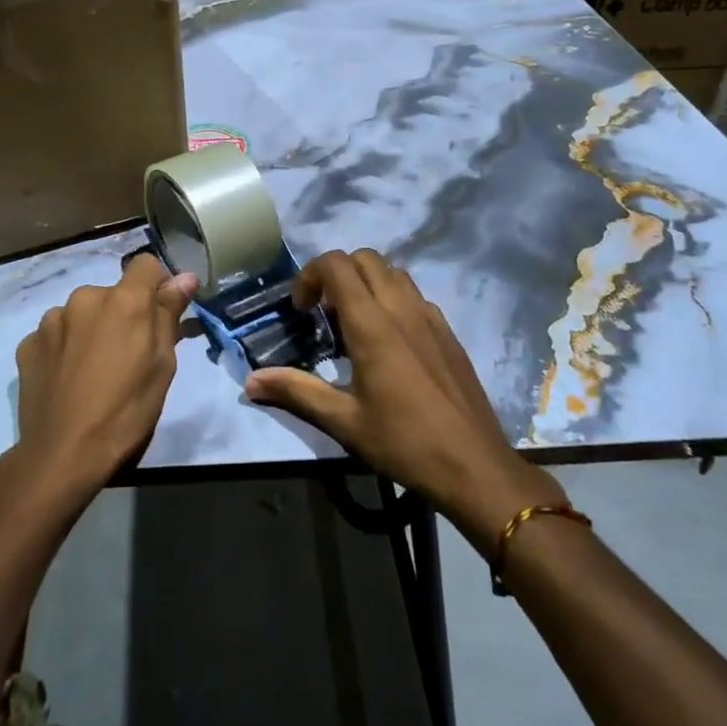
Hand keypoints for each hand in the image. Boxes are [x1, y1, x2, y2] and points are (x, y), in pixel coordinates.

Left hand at [13, 253, 199, 498]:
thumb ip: (169, 313)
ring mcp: (52, 320)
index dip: (156, 285)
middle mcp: (85, 297)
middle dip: (121, 315)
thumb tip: (185, 276)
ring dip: (90, 330)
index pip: (145, 265)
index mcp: (124, 300)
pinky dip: (64, 349)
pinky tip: (67, 380)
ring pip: (81, 314)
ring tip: (92, 372)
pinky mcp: (28, 343)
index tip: (159, 315)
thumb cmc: (127, 410)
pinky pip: (55, 336)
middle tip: (126, 356)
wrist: (64, 453)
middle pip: (112, 294)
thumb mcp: (162, 364)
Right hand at [245, 249, 567, 536]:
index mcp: (372, 324)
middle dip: (337, 274)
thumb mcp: (343, 421)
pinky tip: (389, 342)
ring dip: (366, 283)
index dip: (311, 275)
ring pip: (393, 273)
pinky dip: (392, 299)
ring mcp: (430, 317)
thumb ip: (296, 391)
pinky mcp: (448, 332)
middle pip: (365, 259)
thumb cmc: (404, 442)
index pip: (337, 265)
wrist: (475, 466)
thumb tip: (251, 381)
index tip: (302, 310)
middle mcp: (402, 308)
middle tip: (323, 312)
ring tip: (353, 324)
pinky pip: (414, 295)